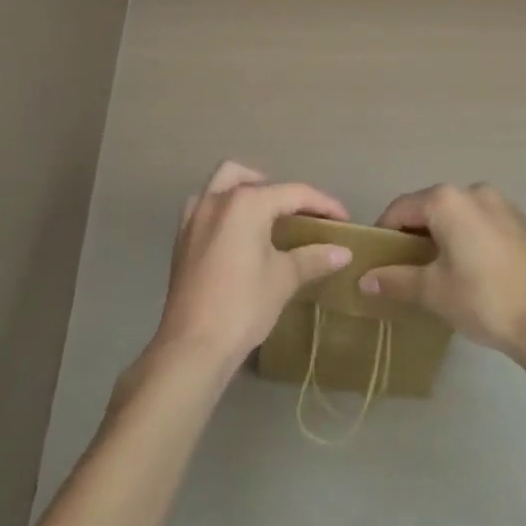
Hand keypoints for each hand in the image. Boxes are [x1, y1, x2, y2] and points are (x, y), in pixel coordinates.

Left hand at [148, 161, 352, 368]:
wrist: (191, 347)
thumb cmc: (242, 307)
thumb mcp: (283, 280)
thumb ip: (313, 258)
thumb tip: (343, 251)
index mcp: (247, 203)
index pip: (293, 193)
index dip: (322, 204)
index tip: (343, 218)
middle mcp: (218, 198)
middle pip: (253, 179)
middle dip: (279, 191)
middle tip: (298, 216)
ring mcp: (195, 215)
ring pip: (223, 182)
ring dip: (246, 190)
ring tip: (265, 217)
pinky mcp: (182, 236)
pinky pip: (205, 205)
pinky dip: (223, 208)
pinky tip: (234, 234)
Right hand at [359, 182, 525, 366]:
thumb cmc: (484, 300)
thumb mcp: (434, 292)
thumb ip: (396, 280)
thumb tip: (364, 280)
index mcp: (446, 200)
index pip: (401, 209)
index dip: (385, 234)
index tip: (378, 261)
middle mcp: (472, 190)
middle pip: (429, 207)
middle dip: (414, 235)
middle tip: (407, 270)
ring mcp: (500, 202)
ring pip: (457, 214)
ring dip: (442, 236)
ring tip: (440, 272)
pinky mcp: (520, 220)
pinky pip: (480, 221)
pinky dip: (468, 237)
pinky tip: (473, 270)